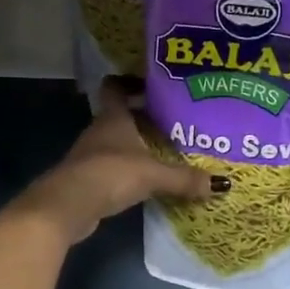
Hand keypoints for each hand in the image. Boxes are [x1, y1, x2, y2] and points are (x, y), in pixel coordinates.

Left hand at [10, 79, 216, 246]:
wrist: (67, 206)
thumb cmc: (110, 173)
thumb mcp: (153, 174)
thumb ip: (184, 178)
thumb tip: (222, 183)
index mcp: (113, 118)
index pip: (116, 87)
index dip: (130, 82)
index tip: (153, 85)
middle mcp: (100, 131)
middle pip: (120, 116)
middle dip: (143, 117)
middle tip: (173, 122)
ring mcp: (90, 155)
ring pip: (116, 142)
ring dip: (136, 145)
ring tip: (165, 151)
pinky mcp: (87, 179)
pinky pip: (112, 167)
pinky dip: (127, 170)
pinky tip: (146, 180)